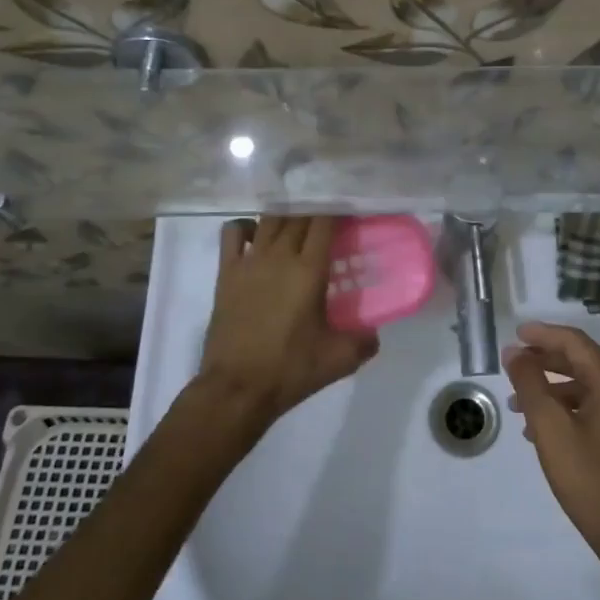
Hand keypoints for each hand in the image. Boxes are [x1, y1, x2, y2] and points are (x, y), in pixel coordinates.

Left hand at [196, 216, 377, 427]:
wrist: (237, 389)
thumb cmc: (290, 369)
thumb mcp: (339, 359)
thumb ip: (364, 341)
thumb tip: (374, 334)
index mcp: (309, 269)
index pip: (325, 221)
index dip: (338, 211)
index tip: (349, 213)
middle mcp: (280, 255)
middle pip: (298, 214)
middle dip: (314, 210)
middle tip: (328, 219)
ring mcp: (249, 261)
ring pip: (269, 219)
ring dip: (285, 215)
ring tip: (297, 223)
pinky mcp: (226, 273)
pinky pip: (232, 233)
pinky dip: (245, 227)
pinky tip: (255, 237)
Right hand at [504, 322, 599, 557]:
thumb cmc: (589, 477)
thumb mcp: (551, 427)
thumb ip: (530, 384)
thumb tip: (514, 352)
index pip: (574, 342)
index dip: (542, 334)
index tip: (514, 333)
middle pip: (581, 361)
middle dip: (544, 361)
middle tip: (513, 363)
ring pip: (585, 387)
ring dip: (551, 388)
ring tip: (518, 403)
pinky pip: (593, 408)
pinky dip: (566, 409)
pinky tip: (541, 429)